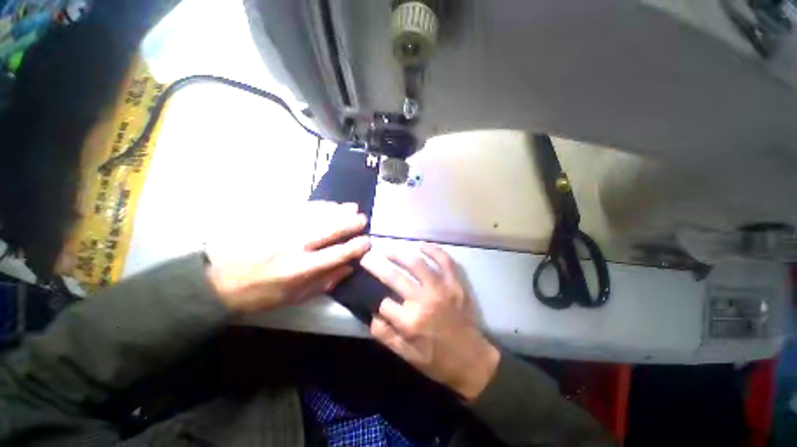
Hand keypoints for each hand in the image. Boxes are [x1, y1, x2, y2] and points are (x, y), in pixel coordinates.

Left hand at [207, 202, 369, 313]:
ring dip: (337, 211)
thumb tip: (348, 268)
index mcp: (299, 269)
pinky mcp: (271, 219)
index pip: (336, 254)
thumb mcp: (292, 298)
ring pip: (317, 215)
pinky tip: (329, 204)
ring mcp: (282, 229)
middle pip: (329, 230)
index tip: (367, 241)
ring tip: (352, 207)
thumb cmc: (258, 294)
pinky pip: (300, 209)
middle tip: (363, 219)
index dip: (354, 247)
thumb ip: (323, 283)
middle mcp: (294, 246)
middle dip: (349, 223)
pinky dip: (319, 206)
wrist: (215, 279)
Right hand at [361, 244, 499, 400]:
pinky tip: (420, 245)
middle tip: (366, 257)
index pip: (383, 302)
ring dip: (399, 253)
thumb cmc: (437, 360)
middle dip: (376, 266)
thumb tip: (372, 314)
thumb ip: (386, 335)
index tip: (371, 291)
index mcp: (410, 322)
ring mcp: (442, 288)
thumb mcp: (407, 356)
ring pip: (416, 263)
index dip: (375, 298)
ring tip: (388, 249)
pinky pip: (444, 260)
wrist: (472, 360)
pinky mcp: (456, 283)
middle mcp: (424, 301)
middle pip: (394, 277)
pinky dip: (432, 250)